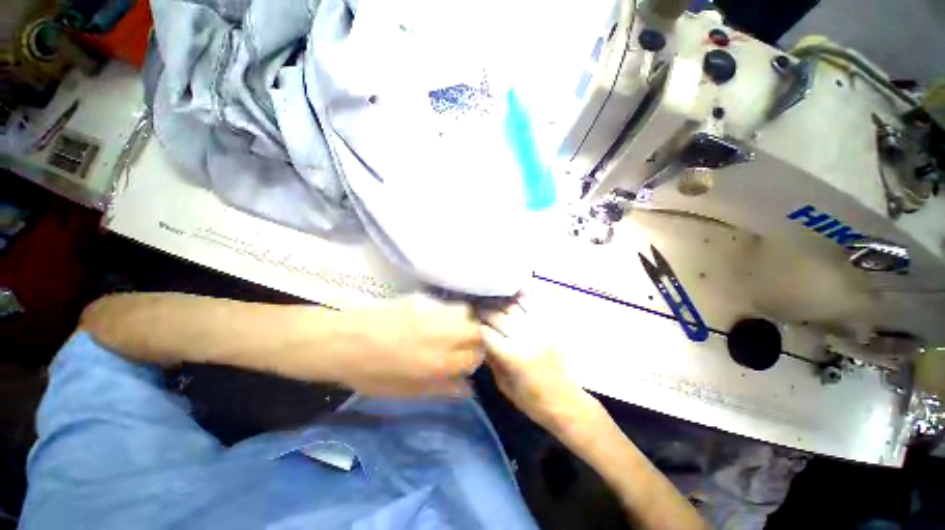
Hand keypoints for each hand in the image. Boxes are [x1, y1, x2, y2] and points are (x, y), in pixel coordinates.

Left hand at [329, 295, 482, 397]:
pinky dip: (451, 311)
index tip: (466, 361)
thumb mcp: (406, 391)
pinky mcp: (423, 300)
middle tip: (463, 344)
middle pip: (476, 331)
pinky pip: (448, 304)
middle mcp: (441, 336)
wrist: (343, 341)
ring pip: (466, 313)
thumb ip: (441, 389)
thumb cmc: (371, 373)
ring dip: (466, 322)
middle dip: (476, 339)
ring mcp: (433, 314)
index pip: (474, 357)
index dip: (474, 360)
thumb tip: (468, 389)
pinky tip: (437, 318)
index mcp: (437, 363)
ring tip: (453, 329)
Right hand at [481, 298, 602, 432]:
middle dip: (484, 311)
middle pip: (497, 315)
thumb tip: (479, 338)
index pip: (486, 332)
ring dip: (499, 302)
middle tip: (475, 309)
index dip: (475, 327)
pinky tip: (513, 295)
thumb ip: (490, 358)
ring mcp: (539, 328)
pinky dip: (521, 297)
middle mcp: (525, 337)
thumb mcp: (503, 384)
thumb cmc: (531, 400)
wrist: (564, 400)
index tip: (468, 324)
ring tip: (490, 300)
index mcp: (513, 356)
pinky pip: (533, 304)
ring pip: (513, 306)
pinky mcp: (549, 325)